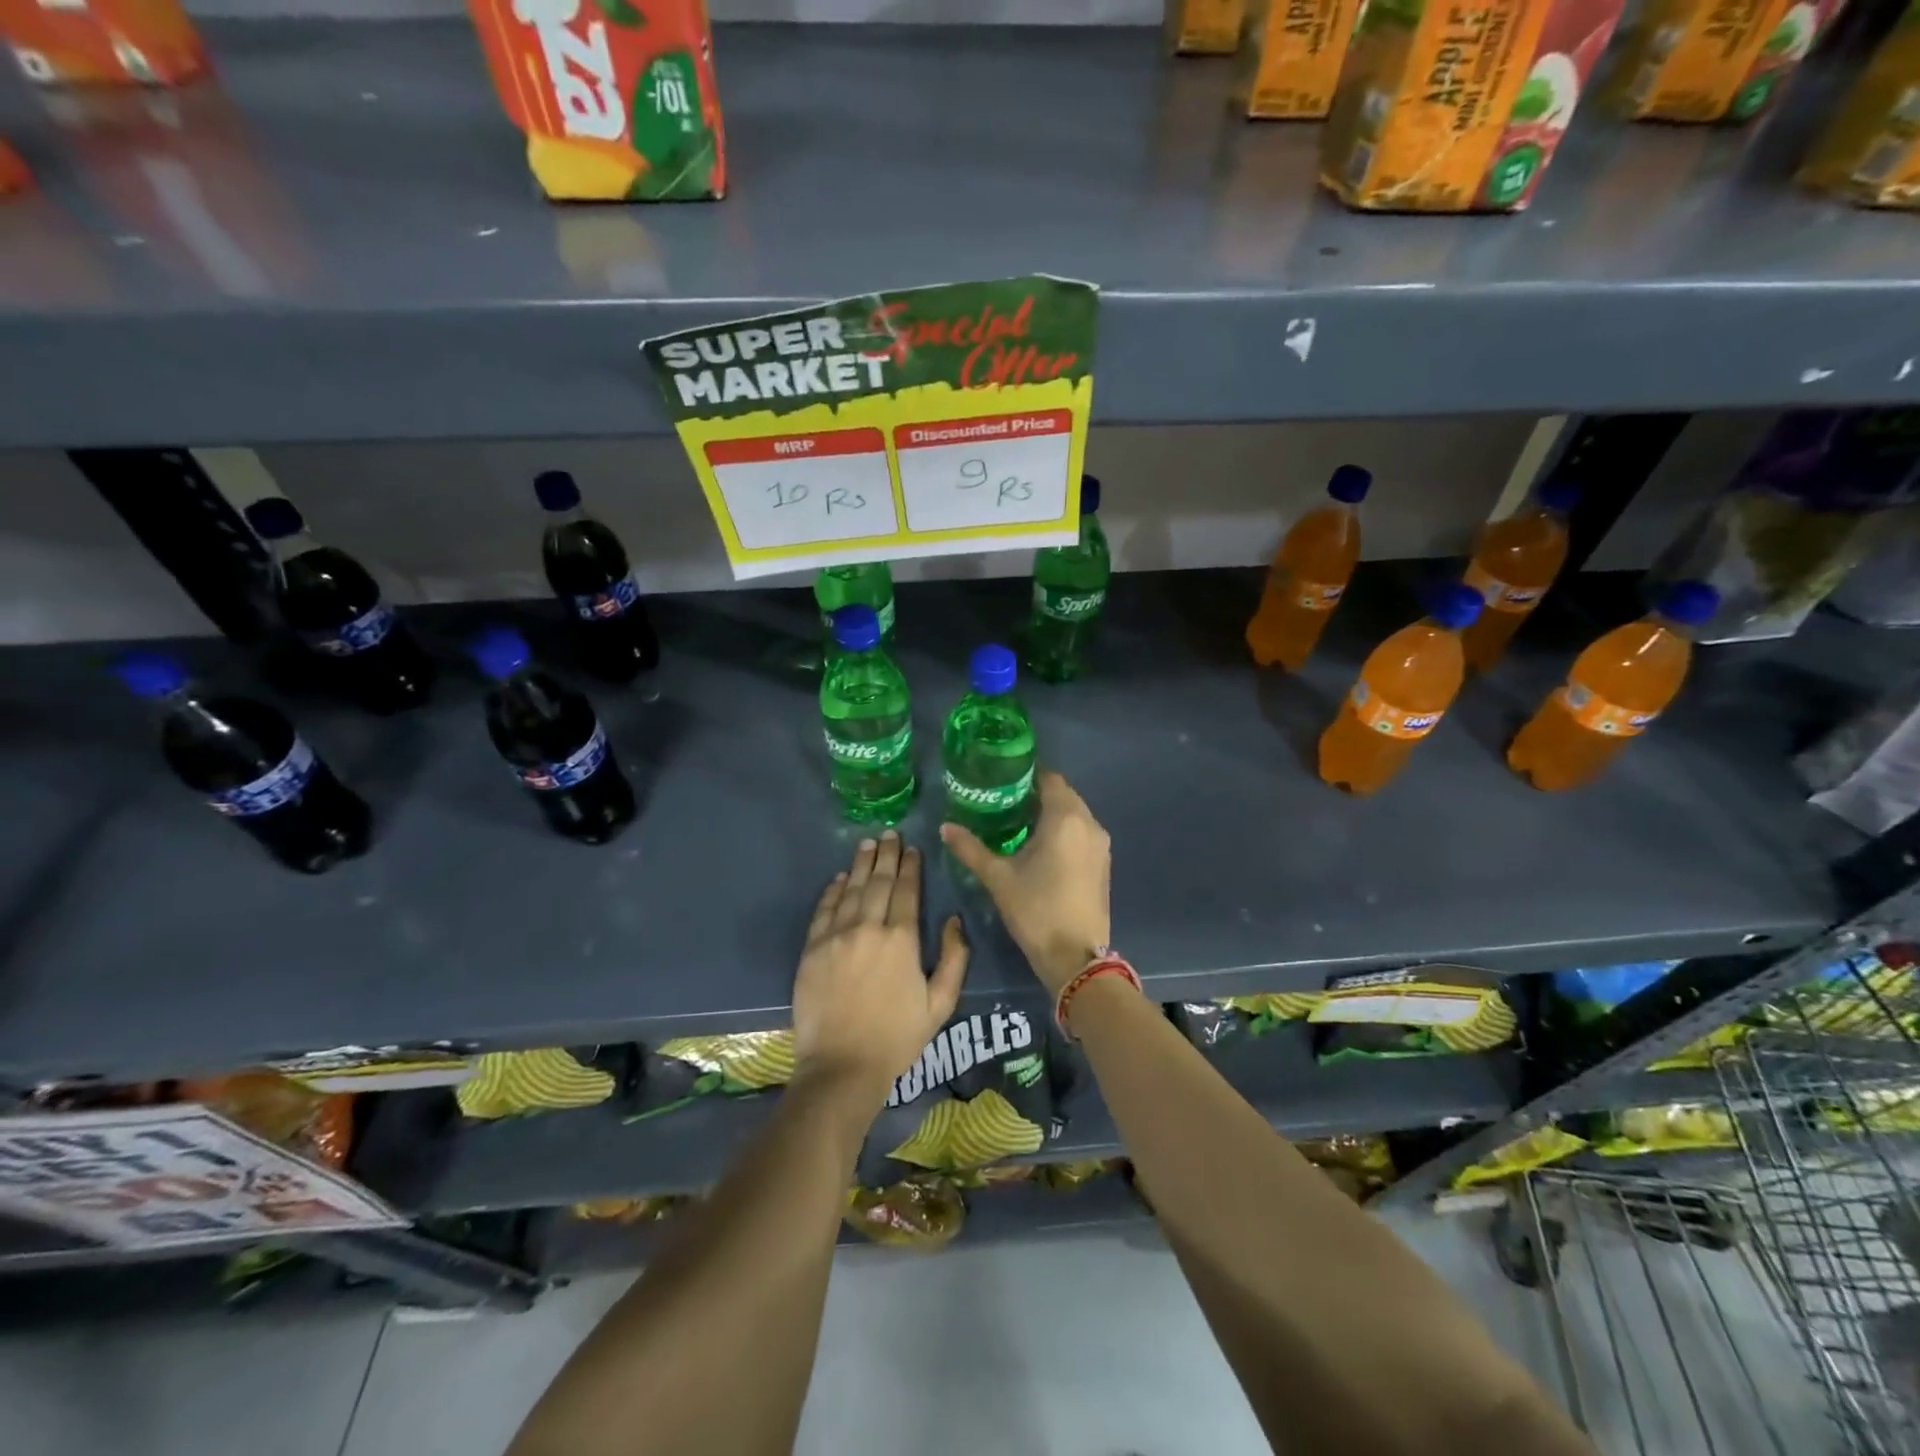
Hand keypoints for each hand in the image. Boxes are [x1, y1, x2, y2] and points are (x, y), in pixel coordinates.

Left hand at [790, 830, 969, 1112]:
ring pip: (850, 889)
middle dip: (886, 856)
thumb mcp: (940, 1004)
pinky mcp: (812, 949)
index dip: (910, 867)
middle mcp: (869, 928)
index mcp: (902, 940)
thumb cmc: (897, 1038)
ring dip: (860, 864)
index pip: (907, 891)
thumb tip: (954, 921)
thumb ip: (954, 959)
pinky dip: (832, 890)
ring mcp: (837, 936)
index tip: (912, 849)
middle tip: (889, 834)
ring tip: (867, 844)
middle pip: (878, 882)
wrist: (842, 1066)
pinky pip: (824, 910)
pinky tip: (839, 878)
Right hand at [940, 772, 1110, 995]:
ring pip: (1075, 816)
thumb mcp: (998, 878)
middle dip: (1037, 795)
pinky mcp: (1104, 865)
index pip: (1050, 779)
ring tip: (1018, 825)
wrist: (1076, 957)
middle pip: (1064, 795)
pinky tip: (1041, 849)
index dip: (1027, 776)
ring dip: (1051, 815)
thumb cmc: (1036, 910)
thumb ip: (970, 848)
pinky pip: (1082, 835)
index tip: (1002, 782)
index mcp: (1066, 818)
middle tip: (1004, 803)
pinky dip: (1064, 833)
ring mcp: (1101, 846)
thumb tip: (945, 827)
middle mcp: (1090, 824)